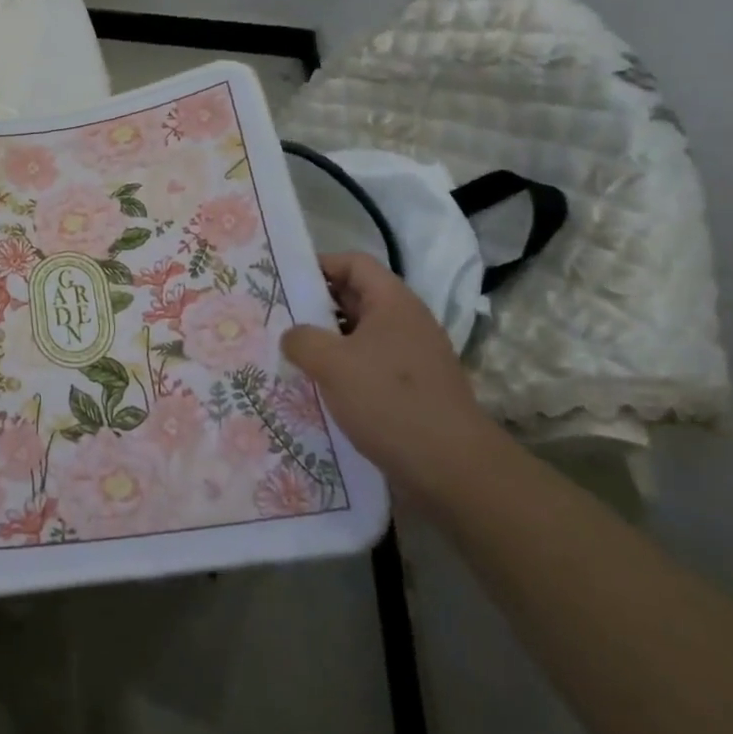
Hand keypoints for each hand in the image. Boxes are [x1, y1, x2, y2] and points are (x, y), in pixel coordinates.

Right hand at [281, 252, 499, 509]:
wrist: (454, 470)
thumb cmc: (390, 401)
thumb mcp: (332, 363)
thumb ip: (301, 339)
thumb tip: (293, 336)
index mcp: (393, 303)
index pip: (354, 263)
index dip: (319, 265)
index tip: (285, 281)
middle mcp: (406, 322)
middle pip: (356, 297)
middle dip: (316, 305)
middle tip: (278, 317)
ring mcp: (412, 357)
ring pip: (360, 335)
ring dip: (327, 341)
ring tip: (291, 354)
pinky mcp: (412, 389)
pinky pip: (369, 365)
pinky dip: (343, 369)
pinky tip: (318, 388)